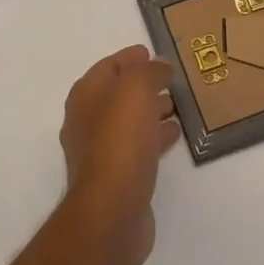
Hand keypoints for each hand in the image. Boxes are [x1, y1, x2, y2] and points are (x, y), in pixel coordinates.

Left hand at [58, 46, 180, 264]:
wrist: (111, 212)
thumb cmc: (120, 141)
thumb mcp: (136, 90)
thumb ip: (149, 72)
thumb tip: (160, 65)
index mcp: (86, 96)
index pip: (109, 66)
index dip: (130, 58)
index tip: (151, 52)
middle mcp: (87, 120)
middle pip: (118, 94)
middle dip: (143, 84)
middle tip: (171, 79)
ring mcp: (100, 151)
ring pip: (129, 121)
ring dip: (151, 110)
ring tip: (178, 105)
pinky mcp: (117, 177)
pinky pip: (138, 146)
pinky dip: (155, 136)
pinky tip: (174, 134)